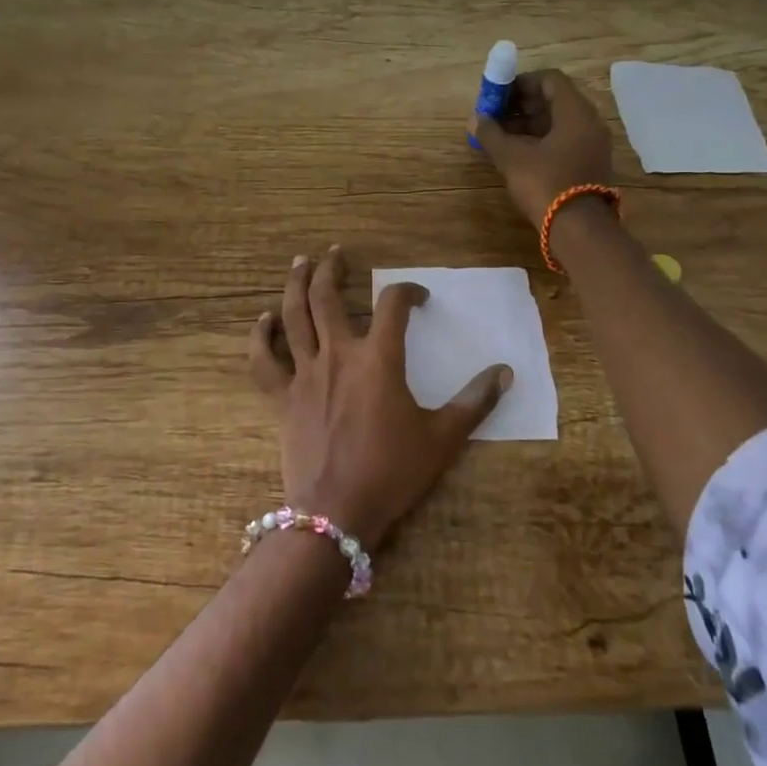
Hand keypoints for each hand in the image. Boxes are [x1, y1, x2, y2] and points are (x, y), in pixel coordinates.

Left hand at [248, 245, 510, 551]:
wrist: (337, 513)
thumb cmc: (393, 472)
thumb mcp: (443, 438)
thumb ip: (475, 401)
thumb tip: (506, 372)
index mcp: (379, 359)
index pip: (393, 305)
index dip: (408, 291)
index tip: (419, 297)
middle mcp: (338, 354)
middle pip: (327, 296)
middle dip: (332, 268)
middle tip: (336, 252)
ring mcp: (305, 373)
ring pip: (293, 316)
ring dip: (296, 285)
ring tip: (301, 261)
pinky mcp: (282, 397)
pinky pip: (263, 360)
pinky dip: (260, 337)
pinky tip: (263, 320)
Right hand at [469, 69, 616, 227]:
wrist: (579, 230)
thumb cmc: (546, 184)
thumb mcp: (512, 158)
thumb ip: (492, 134)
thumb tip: (475, 119)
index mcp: (576, 112)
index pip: (550, 80)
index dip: (521, 82)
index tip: (498, 94)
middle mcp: (590, 123)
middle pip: (554, 101)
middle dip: (521, 105)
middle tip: (495, 115)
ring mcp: (592, 145)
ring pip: (558, 123)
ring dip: (528, 124)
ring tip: (499, 137)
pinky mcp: (590, 165)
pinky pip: (564, 141)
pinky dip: (540, 141)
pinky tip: (517, 154)